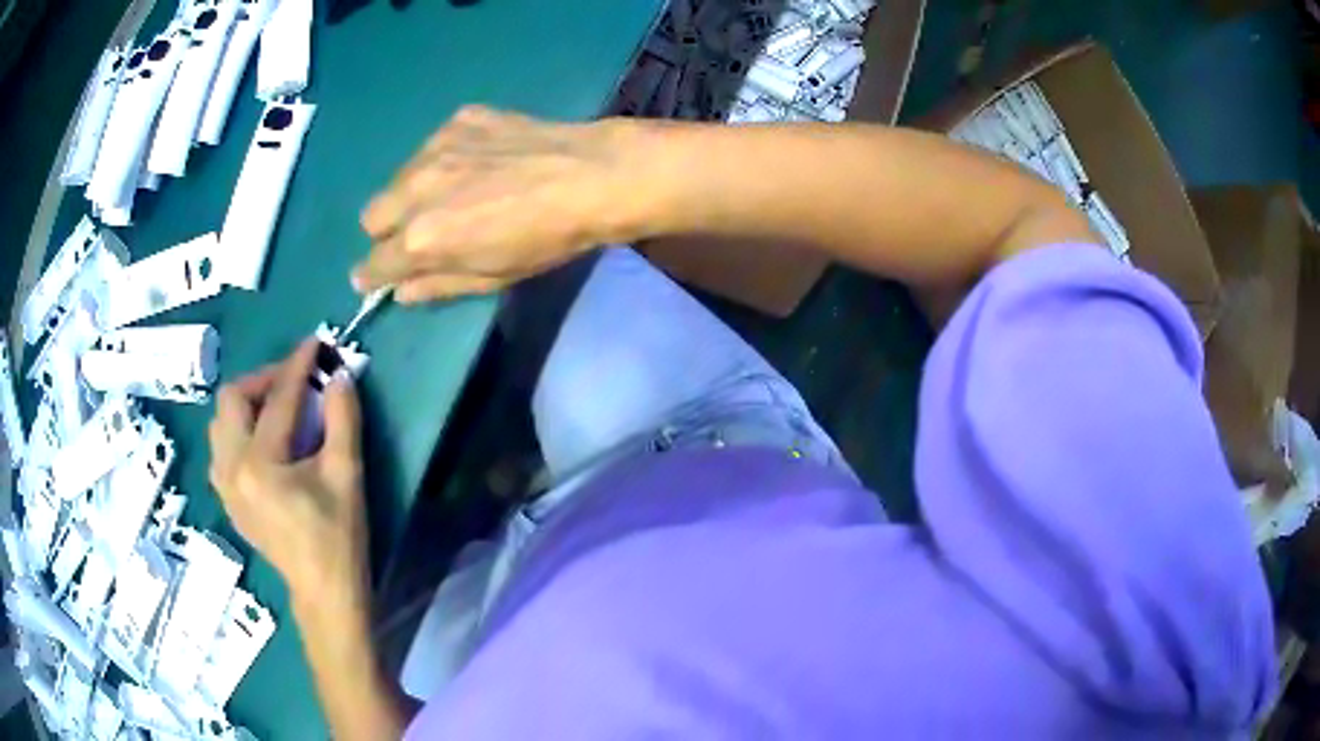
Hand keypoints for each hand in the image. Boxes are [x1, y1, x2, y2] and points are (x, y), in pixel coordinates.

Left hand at [208, 340, 367, 609]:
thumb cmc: (338, 537)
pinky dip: (239, 430)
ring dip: (247, 403)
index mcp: (260, 464)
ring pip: (221, 422)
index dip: (299, 365)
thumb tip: (340, 375)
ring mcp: (224, 485)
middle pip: (232, 399)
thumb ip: (343, 419)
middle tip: (293, 382)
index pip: (278, 399)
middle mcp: (231, 468)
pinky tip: (263, 441)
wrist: (323, 592)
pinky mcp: (227, 497)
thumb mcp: (347, 475)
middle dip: (262, 380)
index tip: (316, 343)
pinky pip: (221, 447)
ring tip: (277, 408)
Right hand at [352, 106, 648, 302]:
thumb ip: (437, 285)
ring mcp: (435, 147)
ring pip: (397, 178)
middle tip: (421, 233)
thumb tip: (399, 292)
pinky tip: (480, 161)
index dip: (372, 275)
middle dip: (388, 231)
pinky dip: (443, 159)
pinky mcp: (458, 120)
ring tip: (455, 192)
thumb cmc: (546, 240)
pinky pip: (431, 146)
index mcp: (422, 239)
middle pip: (371, 217)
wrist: (592, 176)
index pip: (372, 264)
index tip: (378, 277)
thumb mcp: (492, 278)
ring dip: (412, 193)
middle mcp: (416, 190)